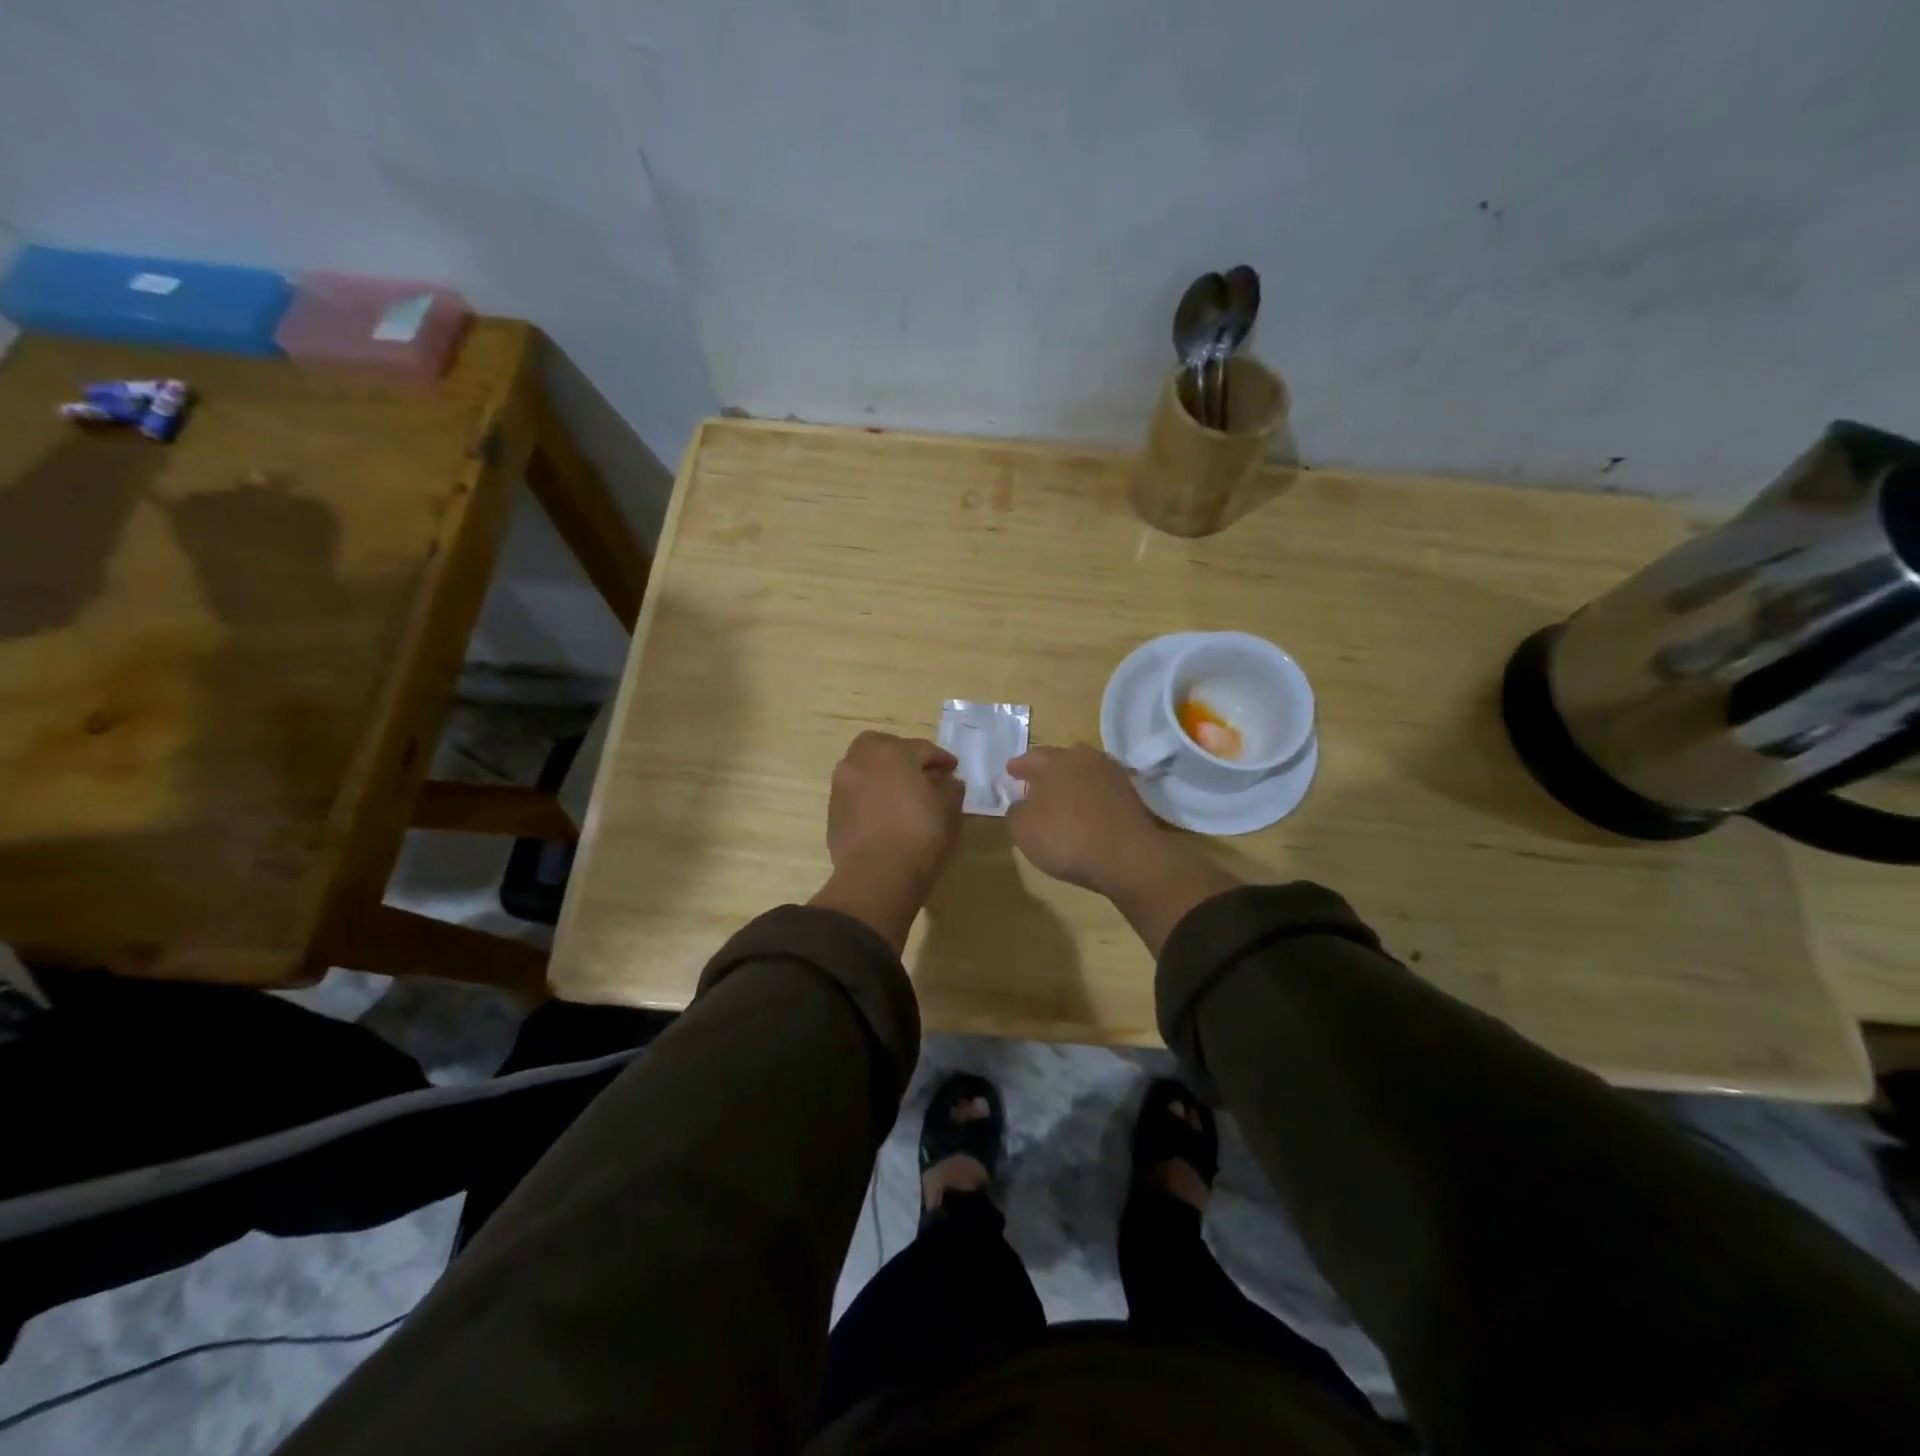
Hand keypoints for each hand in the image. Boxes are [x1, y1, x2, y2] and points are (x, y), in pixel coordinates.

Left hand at [812, 732, 963, 949]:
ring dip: (882, 776)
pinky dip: (870, 797)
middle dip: (901, 756)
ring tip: (902, 796)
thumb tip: (947, 782)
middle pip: (882, 748)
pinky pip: (856, 795)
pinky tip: (885, 815)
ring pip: (864, 770)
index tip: (952, 770)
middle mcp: (860, 761)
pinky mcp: (833, 813)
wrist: (877, 876)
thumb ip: (950, 788)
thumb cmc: (920, 834)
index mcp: (891, 752)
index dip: (940, 759)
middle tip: (920, 773)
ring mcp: (841, 787)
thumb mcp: (949, 808)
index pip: (922, 748)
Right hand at [1004, 744, 1162, 895]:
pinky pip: (1103, 793)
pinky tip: (1086, 814)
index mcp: (1057, 761)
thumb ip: (1016, 811)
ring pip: (1086, 774)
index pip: (1033, 757)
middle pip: (1064, 759)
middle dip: (1050, 769)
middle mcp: (1087, 760)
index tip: (1011, 770)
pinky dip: (1092, 800)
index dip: (1019, 765)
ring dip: (1074, 784)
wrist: (1127, 857)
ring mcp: (1114, 776)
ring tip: (1063, 799)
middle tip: (1038, 781)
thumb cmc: (1066, 837)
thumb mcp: (1023, 829)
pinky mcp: (1133, 797)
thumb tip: (1022, 804)